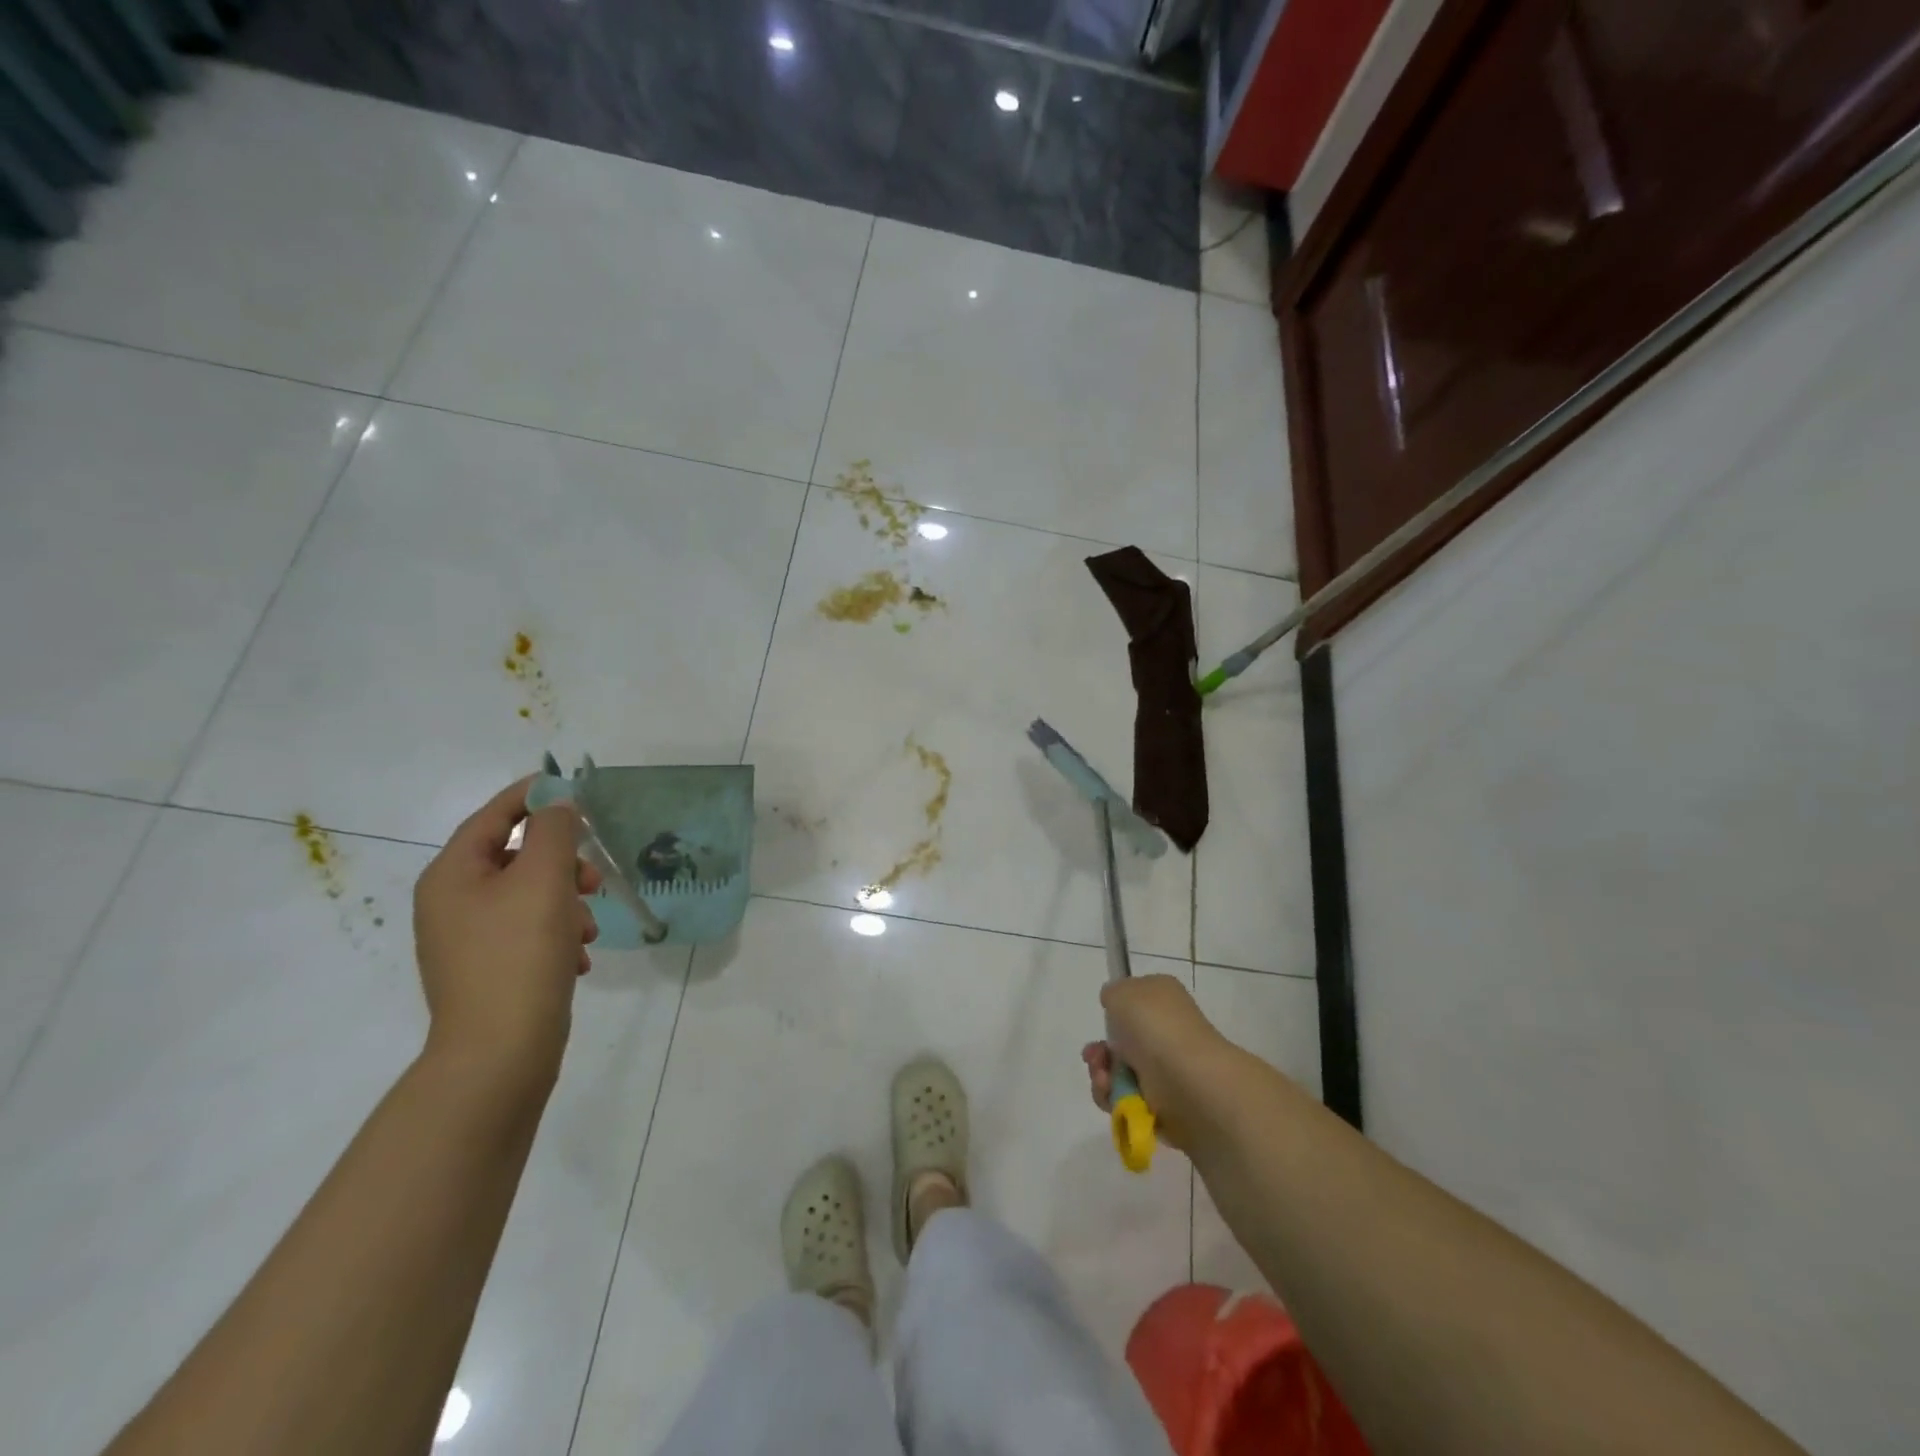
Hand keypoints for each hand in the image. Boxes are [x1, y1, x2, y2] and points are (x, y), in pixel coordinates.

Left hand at [413, 777, 601, 1089]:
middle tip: (594, 879)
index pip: (493, 816)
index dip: (533, 796)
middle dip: (562, 862)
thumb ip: (553, 831)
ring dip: (567, 901)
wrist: (500, 1053)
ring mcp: (468, 940)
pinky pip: (528, 931)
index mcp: (452, 875)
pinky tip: (579, 956)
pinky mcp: (488, 969)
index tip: (575, 791)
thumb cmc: (519, 955)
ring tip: (589, 927)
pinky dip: (558, 933)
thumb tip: (556, 805)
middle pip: (515, 857)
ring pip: (528, 896)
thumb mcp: (543, 880)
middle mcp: (451, 903)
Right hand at [1082, 975, 1229, 1151]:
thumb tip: (1115, 1004)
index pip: (1135, 999)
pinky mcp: (1161, 1101)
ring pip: (1118, 1070)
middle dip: (1100, 1050)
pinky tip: (1111, 1093)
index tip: (1104, 1018)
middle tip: (1093, 1056)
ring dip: (1101, 1074)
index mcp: (1163, 998)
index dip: (1114, 1009)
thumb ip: (1112, 993)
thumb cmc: (1155, 1026)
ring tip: (1104, 1079)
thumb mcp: (1122, 992)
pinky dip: (1112, 1096)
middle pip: (1121, 1040)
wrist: (1188, 1080)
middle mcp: (1166, 1030)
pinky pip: (1124, 1097)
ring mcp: (1164, 1067)